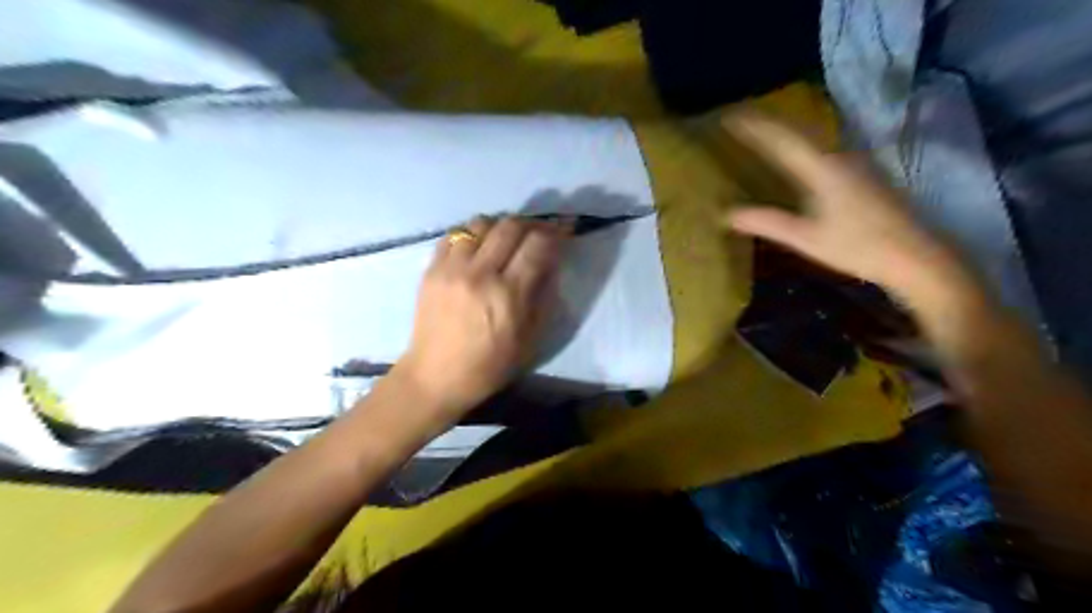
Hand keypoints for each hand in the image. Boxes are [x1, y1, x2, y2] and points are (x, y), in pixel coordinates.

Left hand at [398, 218, 574, 423]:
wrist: (436, 377)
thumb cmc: (490, 365)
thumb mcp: (531, 339)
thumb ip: (544, 295)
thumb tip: (551, 262)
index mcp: (509, 294)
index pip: (538, 244)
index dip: (556, 232)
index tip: (564, 231)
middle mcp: (480, 273)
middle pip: (511, 225)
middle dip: (531, 225)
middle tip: (538, 234)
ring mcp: (451, 268)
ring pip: (481, 223)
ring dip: (500, 226)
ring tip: (506, 240)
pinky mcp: (431, 269)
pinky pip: (455, 234)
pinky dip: (472, 234)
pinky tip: (478, 247)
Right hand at [722, 111, 963, 306]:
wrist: (915, 257)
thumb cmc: (859, 247)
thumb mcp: (806, 238)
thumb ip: (768, 222)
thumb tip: (727, 215)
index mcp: (823, 168)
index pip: (782, 138)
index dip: (754, 126)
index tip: (728, 116)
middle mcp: (839, 156)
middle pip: (798, 131)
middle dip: (767, 124)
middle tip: (740, 120)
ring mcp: (855, 163)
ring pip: (812, 138)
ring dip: (785, 132)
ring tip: (760, 133)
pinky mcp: (862, 173)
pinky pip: (822, 149)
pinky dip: (800, 146)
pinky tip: (794, 156)